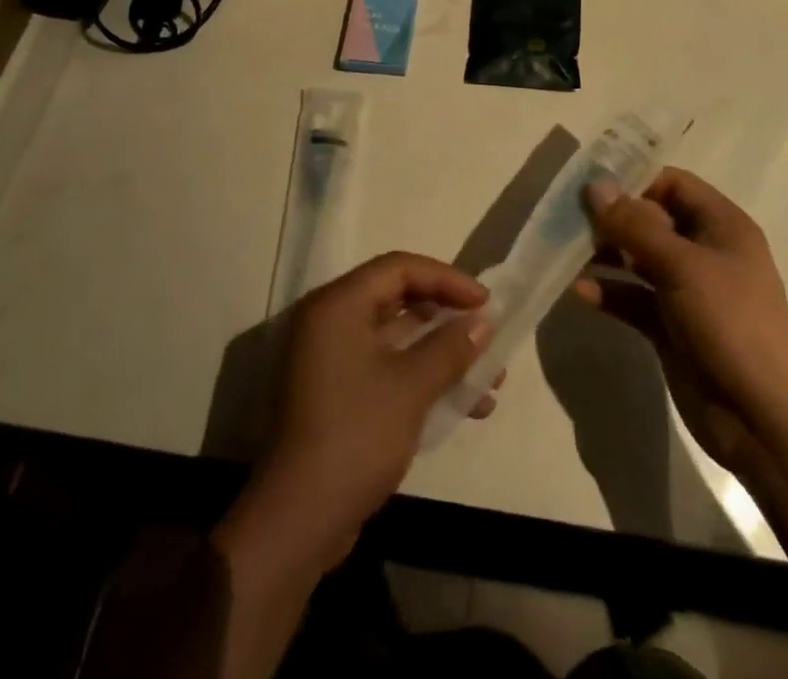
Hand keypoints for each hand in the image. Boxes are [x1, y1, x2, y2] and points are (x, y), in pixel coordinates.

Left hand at [218, 253, 495, 576]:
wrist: (299, 520)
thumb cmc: (356, 435)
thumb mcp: (411, 386)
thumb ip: (450, 347)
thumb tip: (483, 322)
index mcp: (339, 304)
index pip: (399, 268)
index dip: (447, 279)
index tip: (485, 303)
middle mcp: (330, 321)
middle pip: (398, 298)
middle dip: (447, 317)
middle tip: (486, 332)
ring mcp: (331, 359)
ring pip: (397, 338)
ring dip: (442, 353)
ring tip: (489, 377)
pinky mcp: (337, 394)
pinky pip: (387, 368)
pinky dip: (422, 378)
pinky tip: (463, 405)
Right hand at [575, 168, 787, 473]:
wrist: (762, 419)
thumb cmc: (730, 324)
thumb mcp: (682, 265)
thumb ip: (635, 225)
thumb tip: (595, 185)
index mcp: (721, 226)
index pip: (673, 184)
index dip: (635, 180)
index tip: (591, 186)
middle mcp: (704, 252)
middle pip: (650, 220)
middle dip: (611, 218)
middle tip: (567, 218)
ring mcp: (686, 291)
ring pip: (637, 259)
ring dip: (604, 254)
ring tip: (564, 251)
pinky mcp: (670, 327)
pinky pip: (633, 298)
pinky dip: (609, 291)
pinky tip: (579, 291)